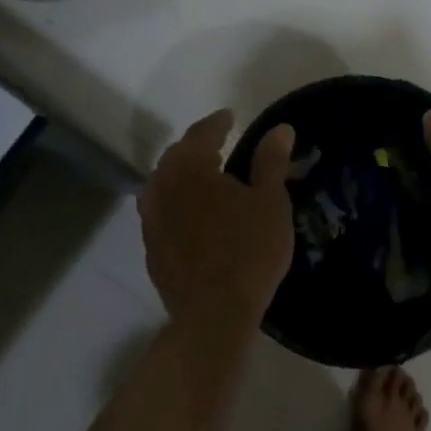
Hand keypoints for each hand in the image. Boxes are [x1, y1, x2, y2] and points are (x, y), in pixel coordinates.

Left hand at [139, 110, 295, 332]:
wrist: (213, 314)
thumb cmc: (249, 251)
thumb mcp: (270, 202)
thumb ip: (271, 161)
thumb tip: (279, 128)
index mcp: (191, 168)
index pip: (201, 133)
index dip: (217, 123)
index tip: (230, 116)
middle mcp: (163, 187)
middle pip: (176, 156)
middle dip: (196, 146)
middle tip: (216, 143)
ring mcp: (151, 220)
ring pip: (162, 184)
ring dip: (180, 173)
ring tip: (200, 176)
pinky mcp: (151, 248)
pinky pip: (159, 211)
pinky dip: (174, 202)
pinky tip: (189, 214)